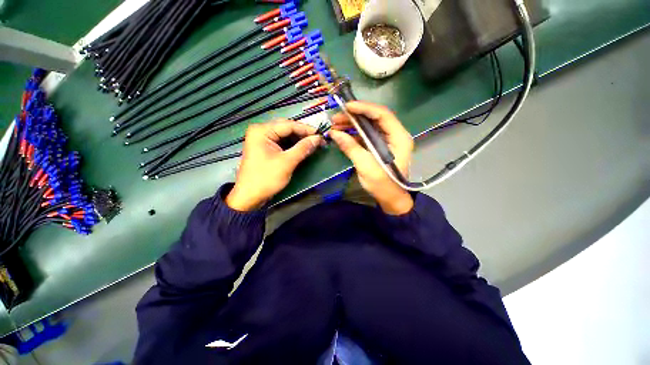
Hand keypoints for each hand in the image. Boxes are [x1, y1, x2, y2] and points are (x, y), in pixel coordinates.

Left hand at [226, 120, 323, 211]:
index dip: (306, 129)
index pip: (289, 125)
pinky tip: (302, 148)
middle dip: (303, 134)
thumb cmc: (266, 178)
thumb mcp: (287, 162)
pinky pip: (281, 142)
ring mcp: (262, 140)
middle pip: (286, 128)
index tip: (321, 135)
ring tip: (313, 144)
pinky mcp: (265, 148)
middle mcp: (261, 131)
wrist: (249, 196)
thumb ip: (303, 148)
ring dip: (299, 140)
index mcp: (262, 131)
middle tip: (318, 140)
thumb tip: (318, 139)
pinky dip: (292, 145)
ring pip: (285, 135)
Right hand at [329, 101, 413, 214]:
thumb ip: (351, 148)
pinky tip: (342, 135)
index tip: (346, 107)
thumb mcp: (366, 166)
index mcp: (399, 137)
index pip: (382, 114)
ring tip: (335, 126)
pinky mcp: (380, 147)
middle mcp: (395, 135)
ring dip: (352, 125)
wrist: (391, 199)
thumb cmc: (383, 184)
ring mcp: (387, 141)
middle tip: (335, 118)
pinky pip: (367, 135)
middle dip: (354, 117)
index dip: (364, 108)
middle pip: (374, 118)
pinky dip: (354, 134)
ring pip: (369, 126)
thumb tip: (334, 133)